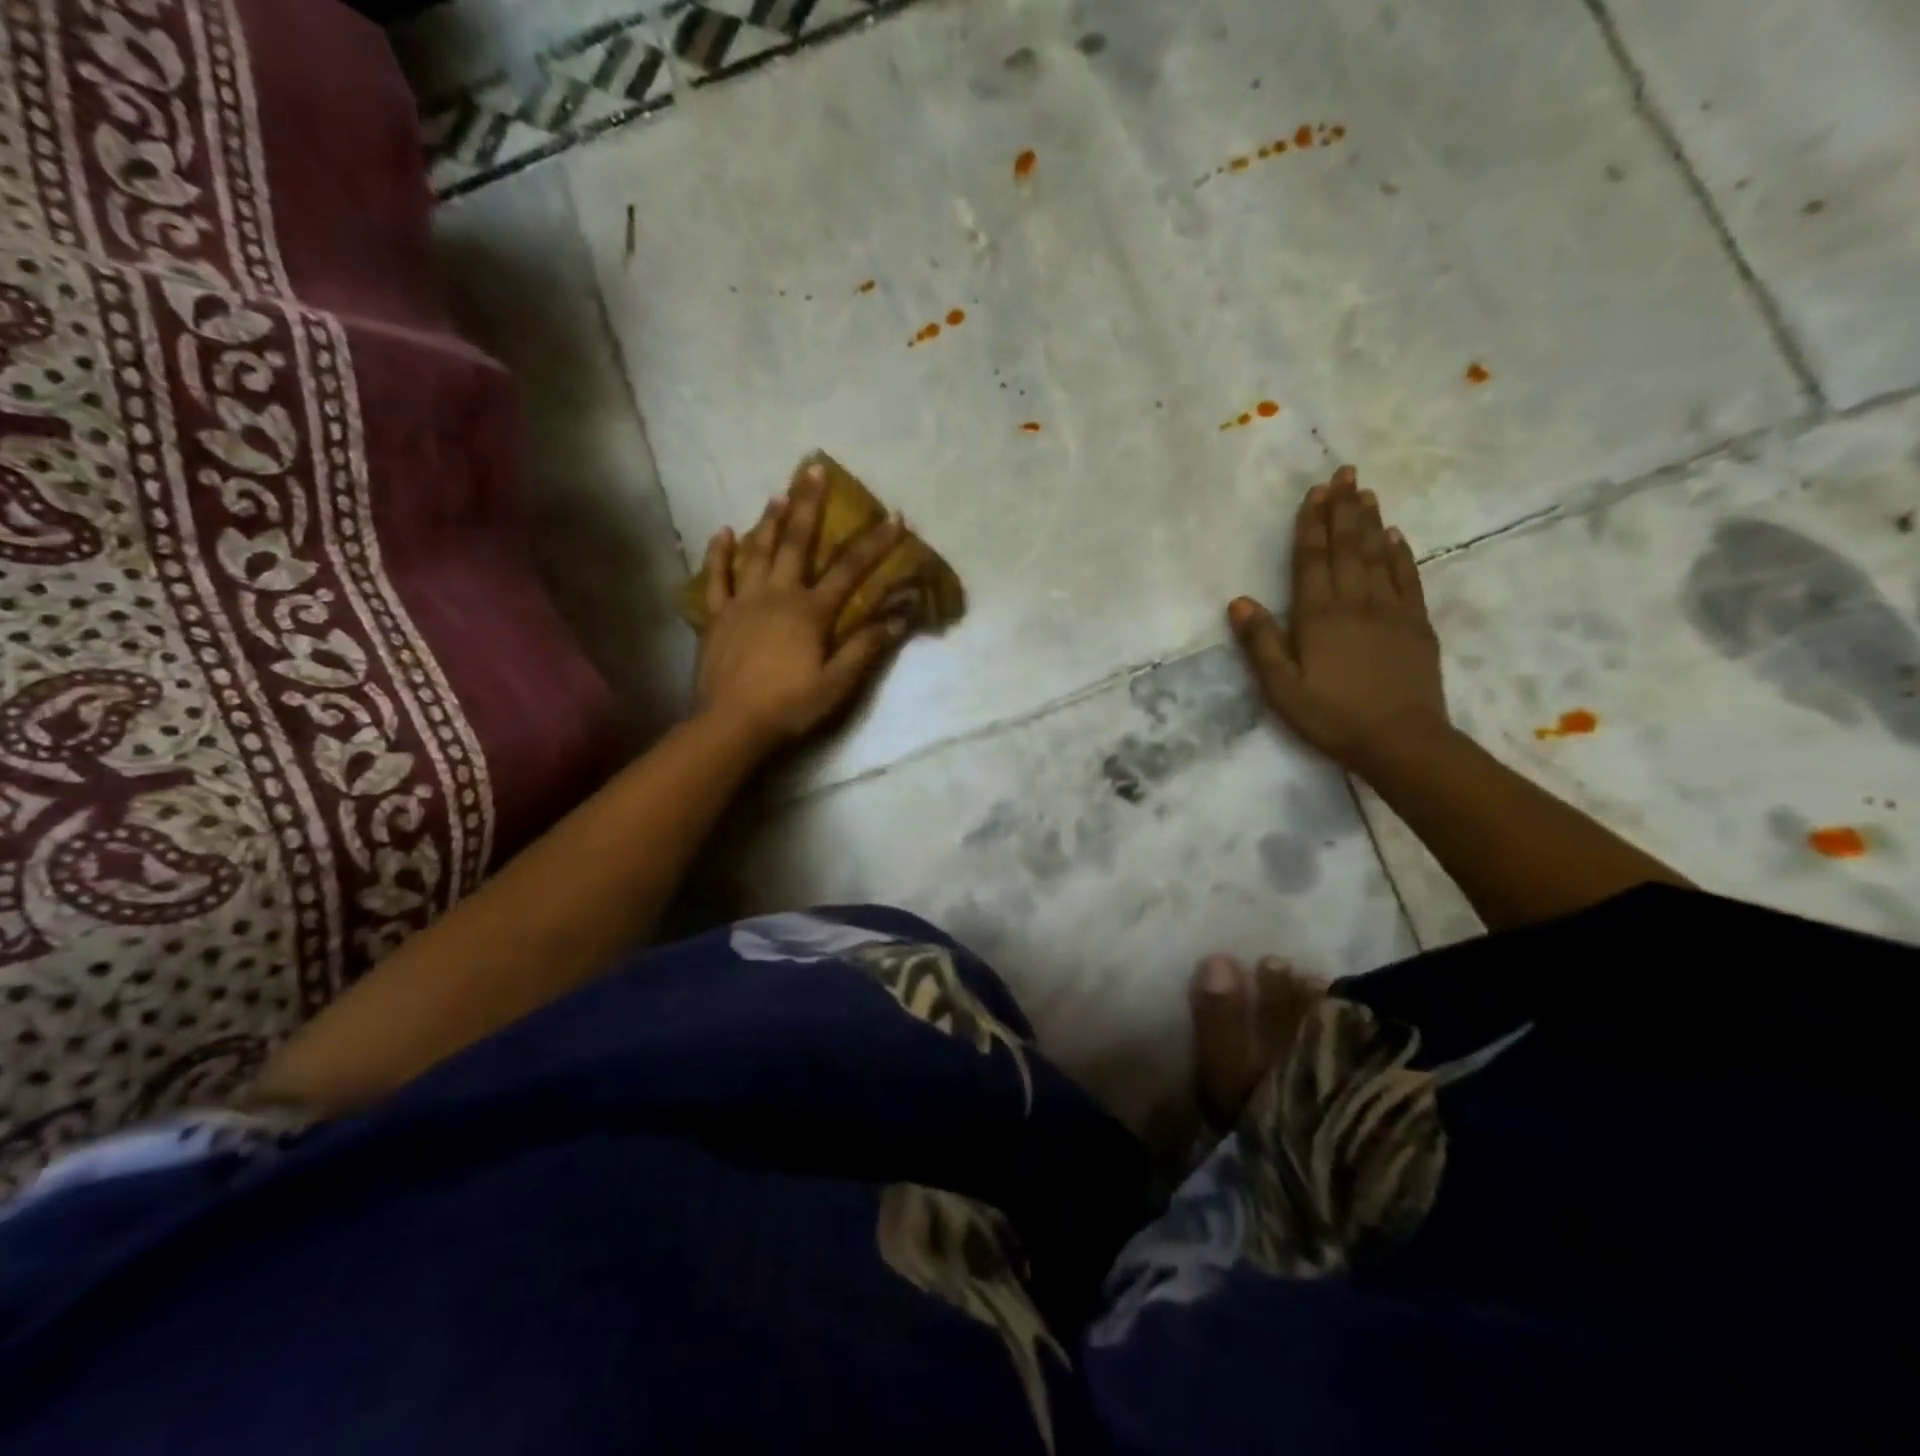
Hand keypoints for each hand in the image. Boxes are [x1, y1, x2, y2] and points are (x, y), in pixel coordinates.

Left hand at [694, 465, 910, 746]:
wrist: (732, 725)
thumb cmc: (790, 705)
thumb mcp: (837, 683)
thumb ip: (865, 647)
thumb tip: (898, 618)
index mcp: (810, 612)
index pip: (849, 569)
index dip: (874, 543)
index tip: (894, 517)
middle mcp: (777, 595)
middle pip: (796, 542)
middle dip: (808, 504)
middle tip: (814, 468)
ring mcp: (742, 602)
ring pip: (756, 551)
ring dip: (768, 521)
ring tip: (778, 494)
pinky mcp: (716, 617)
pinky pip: (717, 578)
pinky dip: (719, 553)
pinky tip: (723, 532)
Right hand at [1229, 465, 1450, 773]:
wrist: (1402, 741)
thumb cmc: (1332, 717)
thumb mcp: (1281, 689)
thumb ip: (1260, 643)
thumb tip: (1239, 600)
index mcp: (1318, 616)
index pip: (1312, 560)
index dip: (1311, 524)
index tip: (1315, 492)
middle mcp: (1356, 602)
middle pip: (1347, 547)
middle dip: (1343, 509)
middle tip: (1345, 474)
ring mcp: (1391, 610)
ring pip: (1378, 555)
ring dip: (1370, 522)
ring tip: (1366, 492)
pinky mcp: (1417, 625)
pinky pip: (1408, 578)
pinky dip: (1400, 553)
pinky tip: (1395, 536)